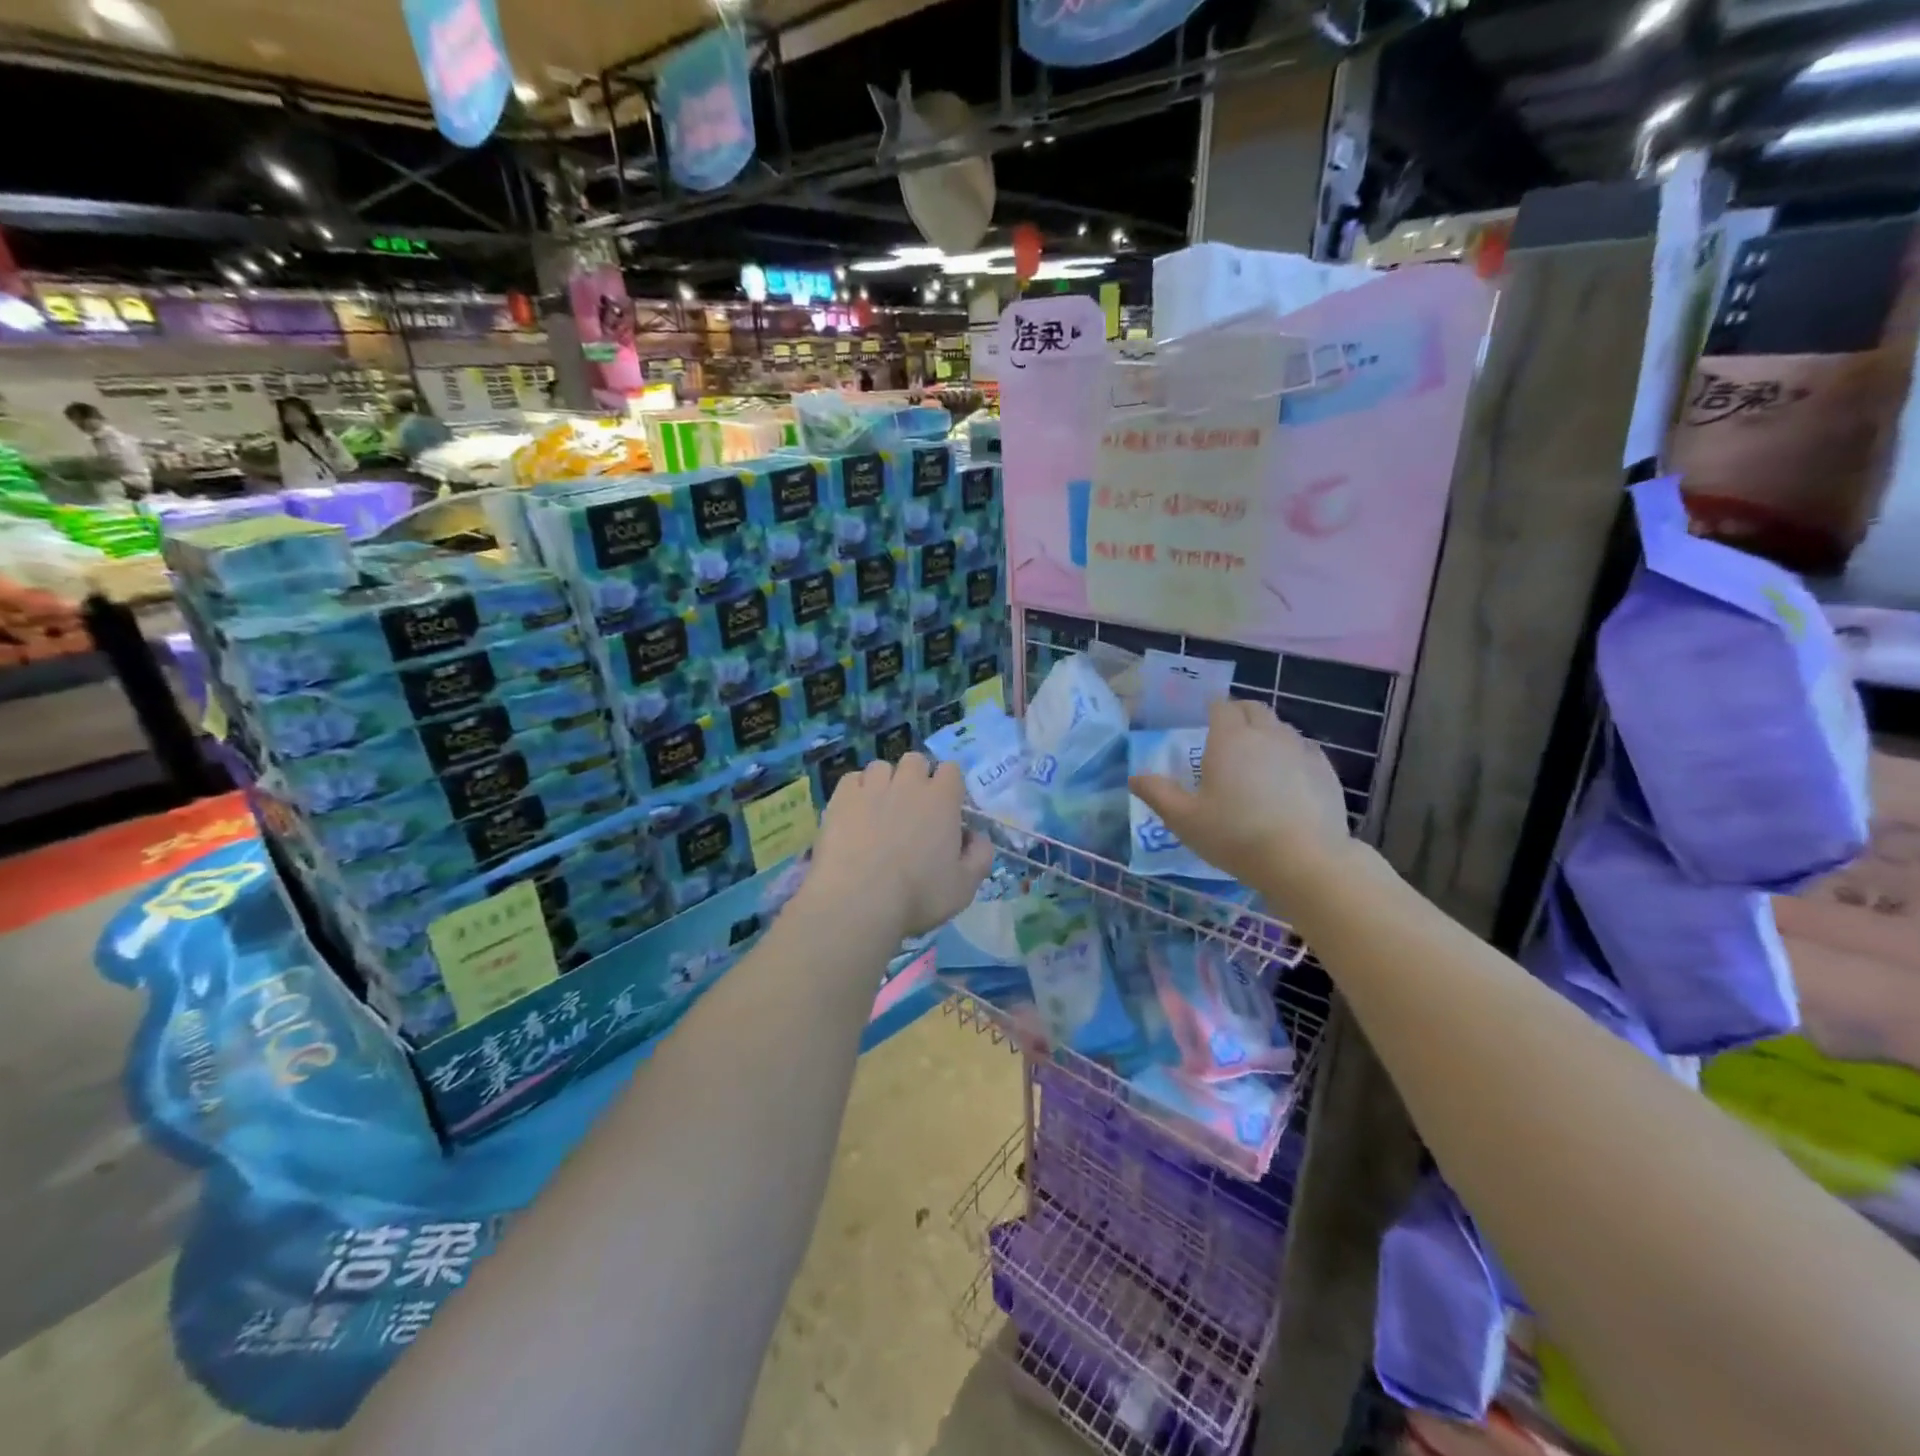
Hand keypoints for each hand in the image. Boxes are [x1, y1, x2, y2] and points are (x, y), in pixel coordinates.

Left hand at [805, 753, 994, 940]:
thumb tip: (977, 837)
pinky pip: (852, 779)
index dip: (949, 786)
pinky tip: (855, 813)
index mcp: (942, 799)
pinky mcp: (841, 798)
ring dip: (885, 782)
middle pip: (916, 761)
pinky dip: (856, 790)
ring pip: (881, 767)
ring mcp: (872, 787)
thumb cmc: (918, 896)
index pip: (951, 770)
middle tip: (912, 809)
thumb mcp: (965, 886)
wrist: (858, 901)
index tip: (946, 810)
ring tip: (880, 809)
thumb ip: (980, 856)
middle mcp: (908, 783)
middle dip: (916, 777)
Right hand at [1129, 699, 1352, 895]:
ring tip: (1255, 759)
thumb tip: (1135, 777)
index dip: (1211, 710)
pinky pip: (1305, 750)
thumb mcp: (1184, 819)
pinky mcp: (1326, 771)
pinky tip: (1286, 779)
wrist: (1305, 860)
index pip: (1221, 706)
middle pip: (1254, 709)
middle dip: (1239, 714)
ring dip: (1266, 734)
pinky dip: (1292, 755)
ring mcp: (1301, 750)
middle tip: (1226, 737)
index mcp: (1230, 738)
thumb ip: (1157, 794)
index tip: (1203, 722)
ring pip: (1281, 727)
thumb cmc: (1236, 835)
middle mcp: (1267, 734)